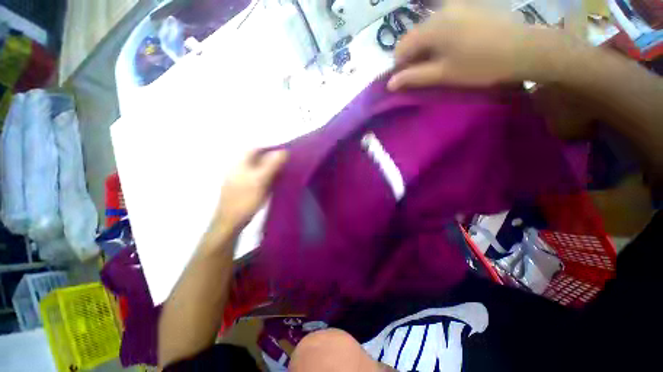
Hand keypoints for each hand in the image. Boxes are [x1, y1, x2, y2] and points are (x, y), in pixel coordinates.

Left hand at [206, 149, 287, 241]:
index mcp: (241, 163)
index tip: (283, 153)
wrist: (231, 221)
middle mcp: (238, 168)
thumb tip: (284, 151)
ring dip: (268, 168)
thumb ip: (272, 165)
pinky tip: (272, 184)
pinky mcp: (241, 189)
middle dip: (271, 159)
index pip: (256, 149)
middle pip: (256, 158)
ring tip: (281, 173)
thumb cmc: (246, 199)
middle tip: (285, 163)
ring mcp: (238, 179)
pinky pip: (255, 178)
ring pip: (256, 169)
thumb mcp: (261, 180)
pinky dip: (265, 177)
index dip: (270, 148)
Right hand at [388, 4, 565, 89]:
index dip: (399, 65)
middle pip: (415, 36)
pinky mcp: (469, 6)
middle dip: (414, 55)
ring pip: (429, 29)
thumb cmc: (480, 65)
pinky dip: (441, 37)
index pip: (401, 46)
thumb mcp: (443, 74)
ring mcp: (457, 5)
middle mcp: (440, 11)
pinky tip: (454, 47)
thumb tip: (390, 84)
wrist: (524, 49)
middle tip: (424, 73)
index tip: (406, 79)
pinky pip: (445, 22)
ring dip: (427, 46)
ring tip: (440, 61)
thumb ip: (413, 77)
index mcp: (431, 28)